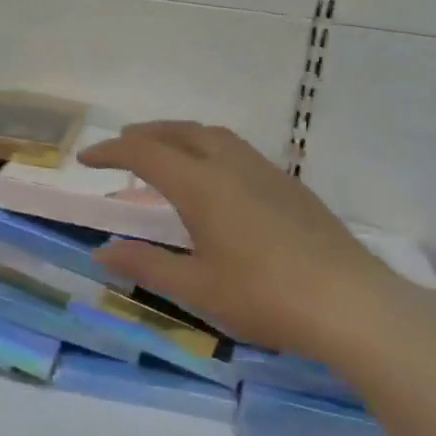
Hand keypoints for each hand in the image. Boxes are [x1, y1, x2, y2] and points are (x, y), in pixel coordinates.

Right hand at [82, 123, 410, 363]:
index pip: (146, 153)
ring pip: (215, 136)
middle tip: (122, 146)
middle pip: (182, 132)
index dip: (112, 151)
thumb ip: (146, 265)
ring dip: (182, 137)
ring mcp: (267, 173)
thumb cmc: (264, 296)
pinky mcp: (291, 188)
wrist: (349, 303)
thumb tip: (102, 252)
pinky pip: (239, 152)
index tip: (86, 159)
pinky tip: (216, 183)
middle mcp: (233, 166)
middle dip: (147, 133)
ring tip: (166, 156)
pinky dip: (210, 151)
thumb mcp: (196, 287)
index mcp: (203, 185)